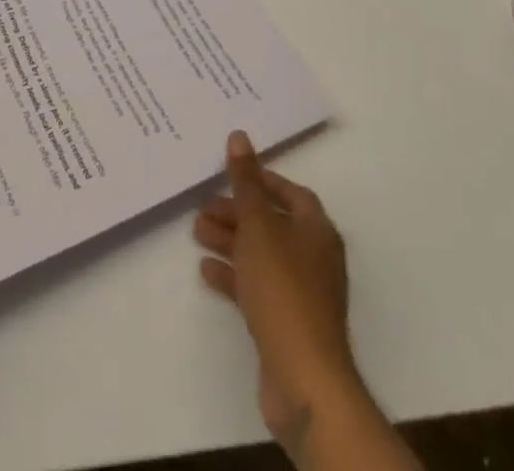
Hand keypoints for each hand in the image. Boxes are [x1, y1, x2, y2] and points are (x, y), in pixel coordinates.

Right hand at [194, 131, 360, 440]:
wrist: (304, 377)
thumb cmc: (283, 288)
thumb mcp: (259, 226)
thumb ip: (246, 182)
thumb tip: (239, 136)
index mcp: (316, 230)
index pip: (290, 193)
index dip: (261, 180)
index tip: (229, 173)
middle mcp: (314, 256)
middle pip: (272, 223)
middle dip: (237, 212)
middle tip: (202, 206)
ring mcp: (302, 292)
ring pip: (262, 254)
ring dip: (230, 241)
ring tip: (196, 232)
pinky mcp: (287, 322)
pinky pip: (257, 286)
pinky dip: (234, 274)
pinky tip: (207, 269)